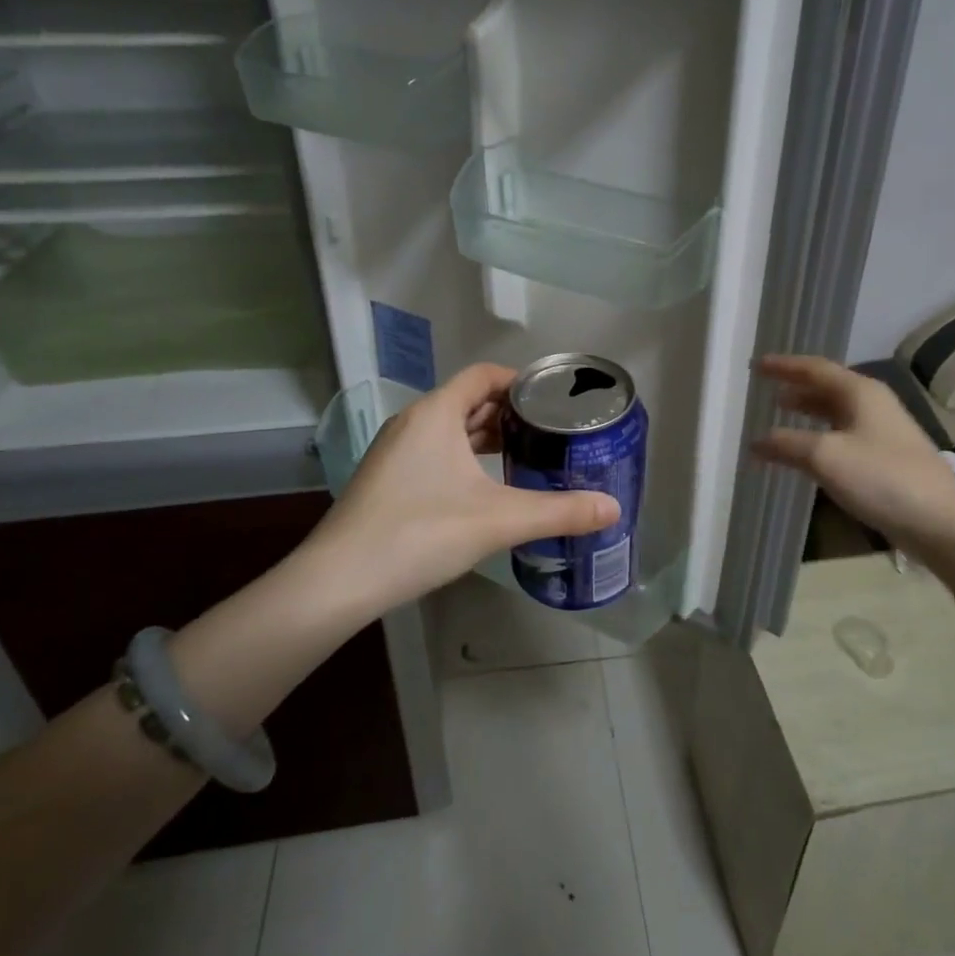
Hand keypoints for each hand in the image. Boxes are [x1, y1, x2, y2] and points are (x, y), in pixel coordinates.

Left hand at [307, 363, 620, 612]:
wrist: (340, 580)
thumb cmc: (422, 532)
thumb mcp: (499, 519)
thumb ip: (560, 512)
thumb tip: (614, 509)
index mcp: (436, 413)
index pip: (483, 375)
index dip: (519, 381)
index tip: (553, 399)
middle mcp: (412, 422)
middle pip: (467, 400)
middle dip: (508, 412)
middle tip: (550, 431)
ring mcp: (394, 451)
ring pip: (449, 429)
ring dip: (485, 437)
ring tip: (525, 455)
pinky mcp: (387, 479)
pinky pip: (433, 452)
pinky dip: (463, 458)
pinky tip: (484, 488)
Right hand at [751, 355, 954, 548]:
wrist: (941, 522)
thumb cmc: (882, 478)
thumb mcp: (825, 457)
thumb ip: (786, 444)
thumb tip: (755, 440)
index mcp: (860, 392)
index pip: (814, 368)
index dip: (784, 366)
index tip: (756, 365)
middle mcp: (872, 405)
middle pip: (827, 388)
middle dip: (796, 388)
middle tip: (767, 392)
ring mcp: (882, 433)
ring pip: (836, 414)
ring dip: (808, 414)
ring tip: (781, 417)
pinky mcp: (886, 460)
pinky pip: (843, 438)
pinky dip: (819, 438)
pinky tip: (807, 455)